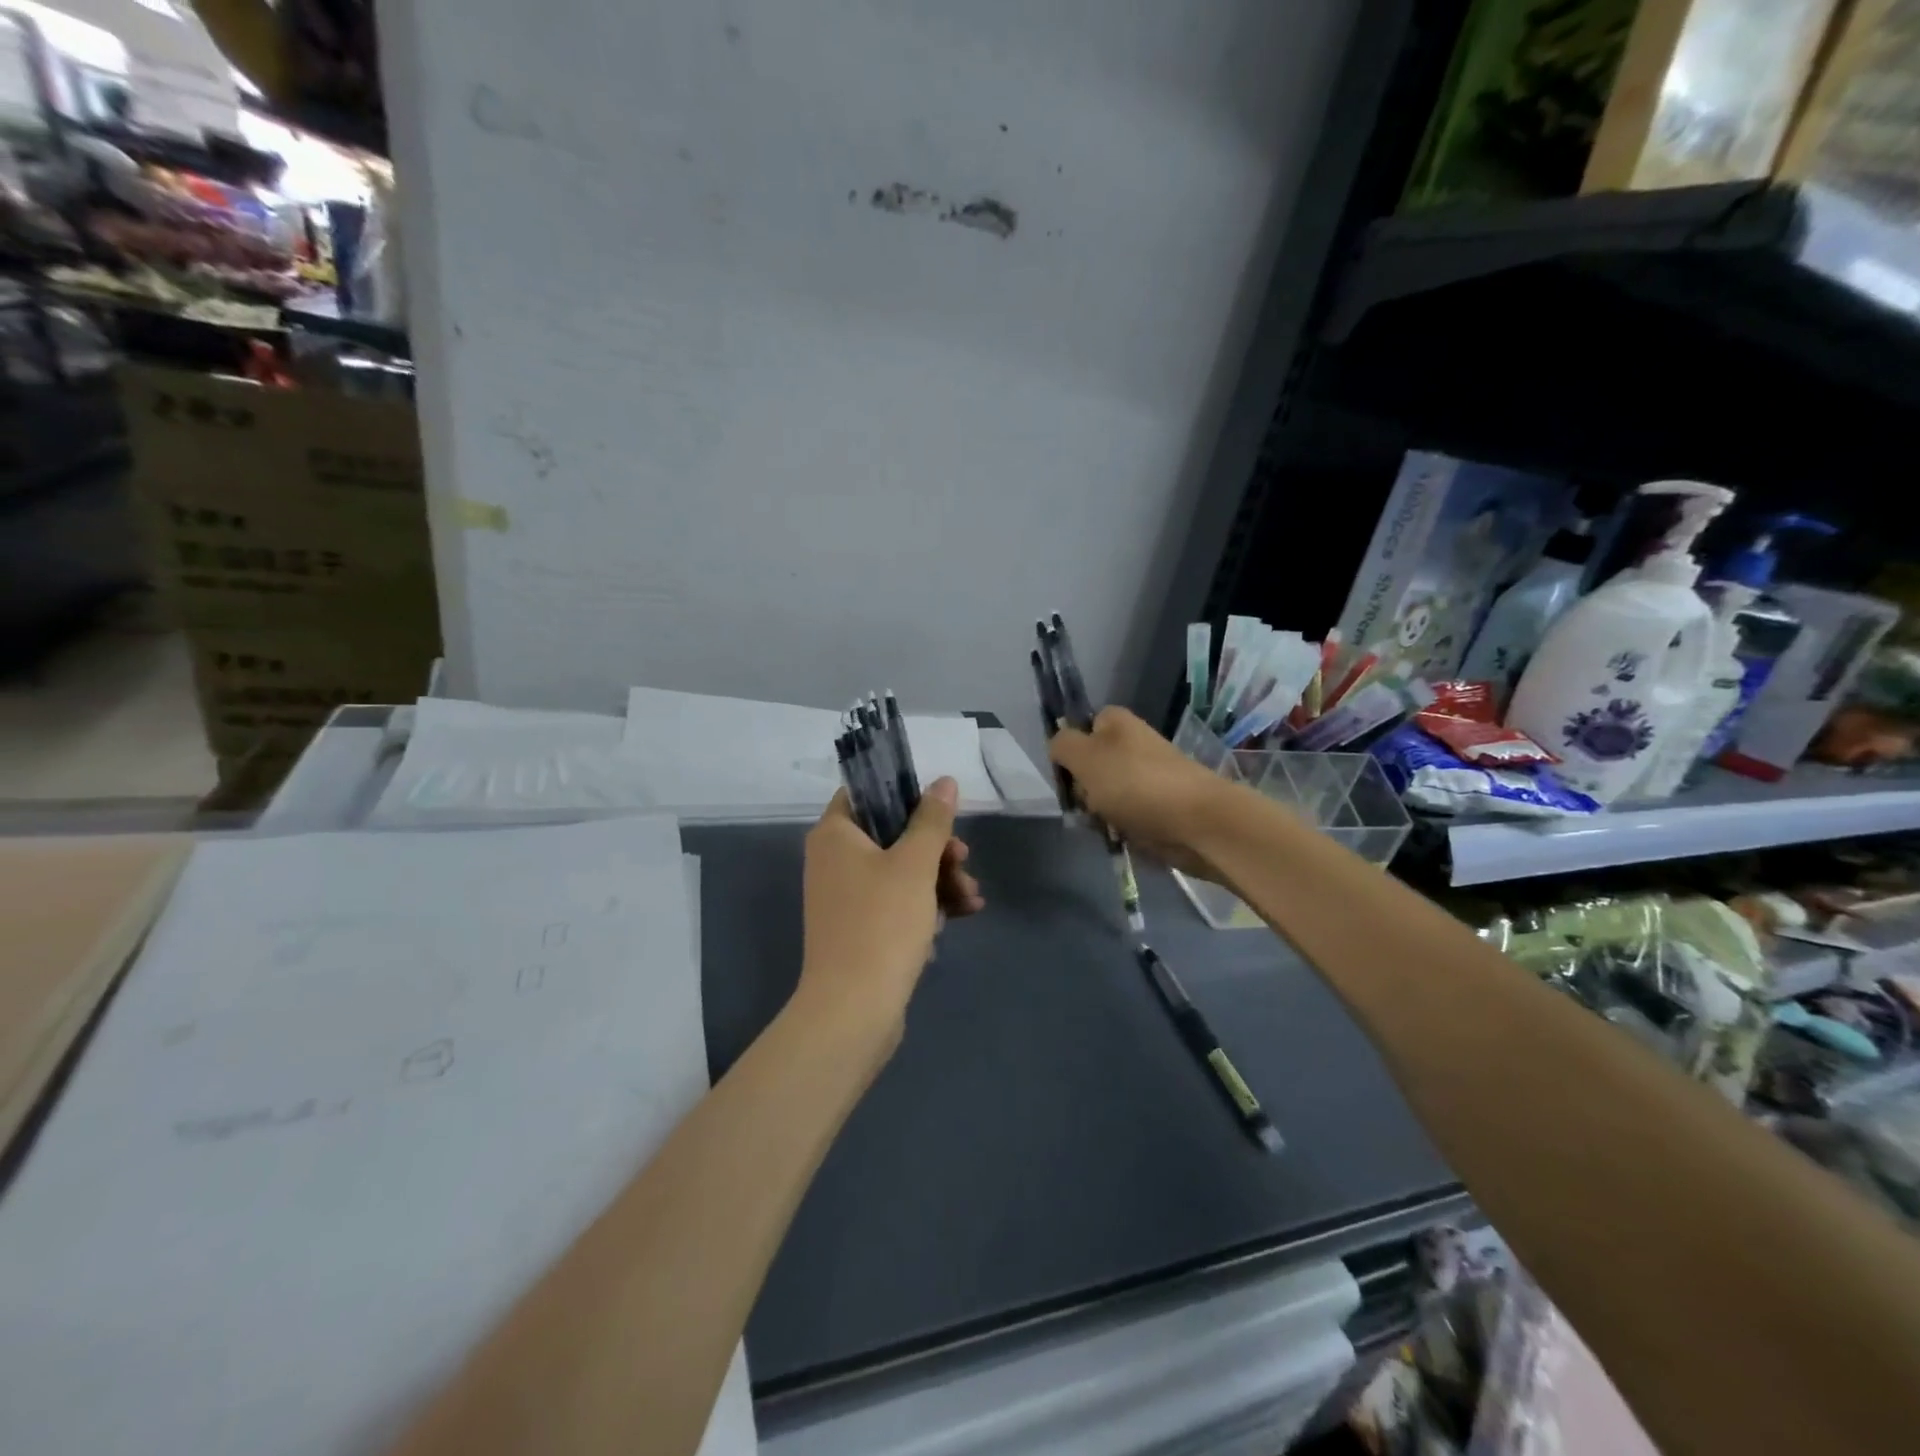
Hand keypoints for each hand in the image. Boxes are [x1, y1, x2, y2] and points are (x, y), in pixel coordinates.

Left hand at [796, 777, 983, 1036]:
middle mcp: (833, 860)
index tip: (939, 811)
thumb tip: (944, 781)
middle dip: (935, 849)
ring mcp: (845, 897)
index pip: (865, 793)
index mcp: (835, 834)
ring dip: (939, 880)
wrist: (854, 1009)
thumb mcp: (915, 864)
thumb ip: (932, 820)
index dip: (903, 795)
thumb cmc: (882, 923)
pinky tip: (958, 919)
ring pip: (899, 872)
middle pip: (891, 835)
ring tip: (971, 900)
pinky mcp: (859, 929)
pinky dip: (924, 906)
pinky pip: (895, 903)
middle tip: (963, 861)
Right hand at [1047, 707, 1237, 880]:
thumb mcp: (1085, 756)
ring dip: (1098, 813)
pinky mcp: (1157, 807)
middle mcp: (1132, 744)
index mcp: (1116, 722)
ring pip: (1103, 795)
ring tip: (1106, 824)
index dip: (1069, 751)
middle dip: (1082, 789)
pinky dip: (1119, 828)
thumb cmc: (1135, 783)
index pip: (1079, 728)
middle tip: (1088, 802)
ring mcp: (1146, 777)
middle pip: (1088, 766)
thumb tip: (1058, 746)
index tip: (1068, 773)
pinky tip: (1121, 836)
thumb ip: (1062, 744)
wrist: (1197, 822)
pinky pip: (1124, 816)